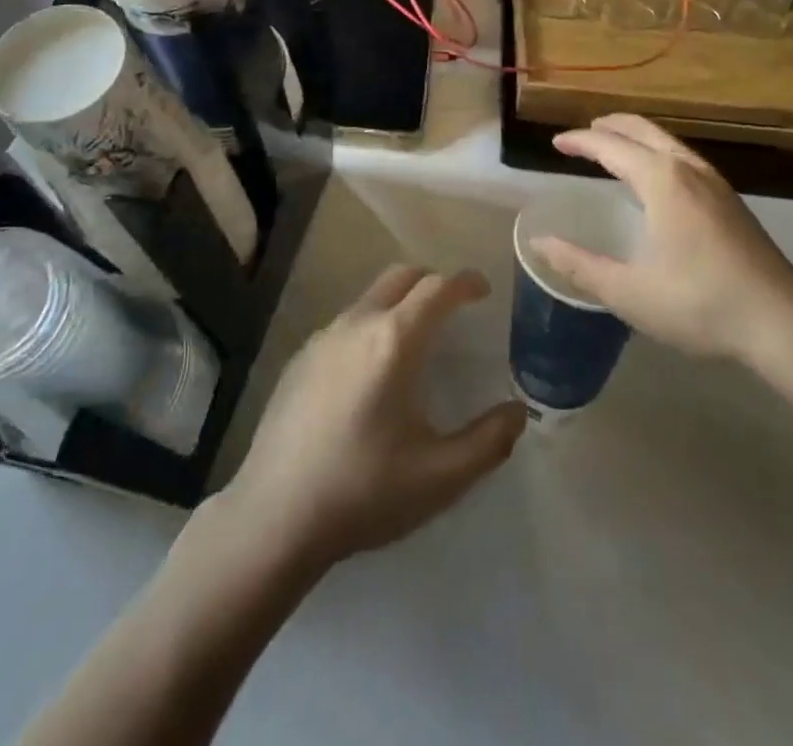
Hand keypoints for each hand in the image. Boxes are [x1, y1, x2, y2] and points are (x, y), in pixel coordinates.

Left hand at [223, 267, 525, 571]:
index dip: (465, 282)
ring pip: (370, 297)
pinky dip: (371, 325)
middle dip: (432, 281)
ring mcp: (322, 338)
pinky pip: (345, 323)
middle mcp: (357, 324)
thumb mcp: (440, 477)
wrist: (274, 517)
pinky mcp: (299, 358)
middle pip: (401, 276)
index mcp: (394, 341)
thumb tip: (518, 412)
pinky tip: (371, 372)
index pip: (437, 287)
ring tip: (416, 340)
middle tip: (454, 307)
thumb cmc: (363, 492)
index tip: (483, 290)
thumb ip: (488, 441)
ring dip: (399, 302)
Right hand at [534, 113, 792, 376]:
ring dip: (636, 137)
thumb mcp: (628, 292)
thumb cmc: (698, 303)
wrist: (781, 322)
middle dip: (610, 126)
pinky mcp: (732, 201)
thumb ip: (579, 265)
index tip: (556, 142)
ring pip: (668, 142)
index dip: (580, 141)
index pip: (610, 146)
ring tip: (615, 149)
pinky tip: (657, 181)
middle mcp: (688, 169)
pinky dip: (657, 153)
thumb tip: (539, 243)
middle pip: (643, 130)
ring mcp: (715, 183)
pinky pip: (684, 159)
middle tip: (583, 133)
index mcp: (661, 180)